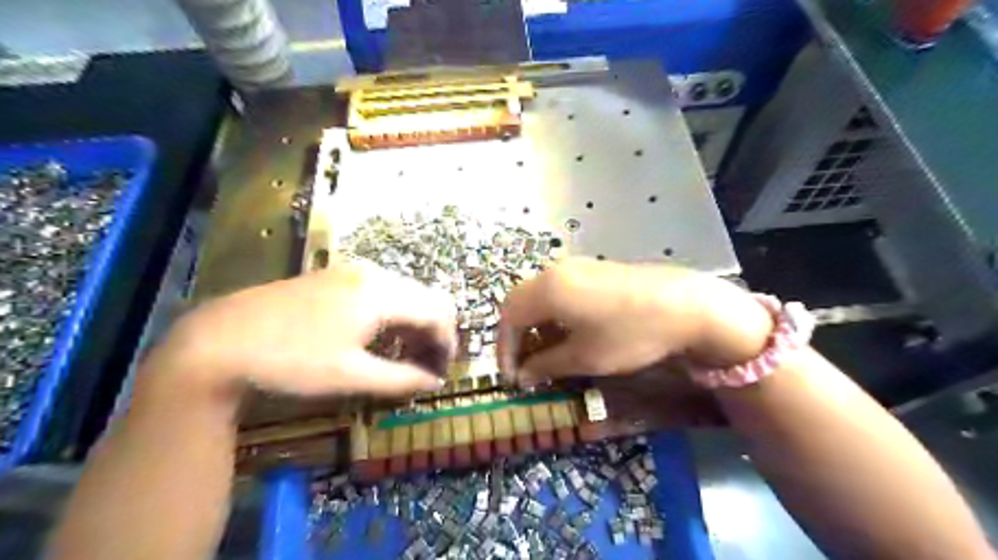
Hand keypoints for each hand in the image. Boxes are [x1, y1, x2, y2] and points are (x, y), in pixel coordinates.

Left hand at [143, 258, 454, 402]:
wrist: (217, 341)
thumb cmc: (290, 361)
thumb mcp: (350, 376)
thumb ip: (401, 378)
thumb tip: (434, 383)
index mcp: (381, 294)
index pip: (437, 313)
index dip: (447, 344)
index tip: (442, 373)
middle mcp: (373, 274)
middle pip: (426, 298)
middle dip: (434, 333)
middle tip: (426, 367)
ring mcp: (352, 272)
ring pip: (405, 294)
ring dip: (414, 323)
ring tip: (404, 356)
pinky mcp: (335, 277)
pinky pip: (382, 292)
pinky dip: (393, 315)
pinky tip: (378, 338)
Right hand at [496, 257, 770, 384]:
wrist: (686, 305)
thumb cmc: (629, 334)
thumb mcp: (585, 357)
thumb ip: (546, 364)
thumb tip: (523, 375)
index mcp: (547, 290)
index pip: (508, 317)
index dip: (505, 349)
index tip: (511, 377)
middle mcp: (555, 272)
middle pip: (519, 302)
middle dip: (517, 336)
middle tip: (525, 365)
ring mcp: (576, 267)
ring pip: (539, 296)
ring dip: (536, 325)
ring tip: (548, 354)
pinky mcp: (594, 269)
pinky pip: (560, 291)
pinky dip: (554, 314)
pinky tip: (569, 333)